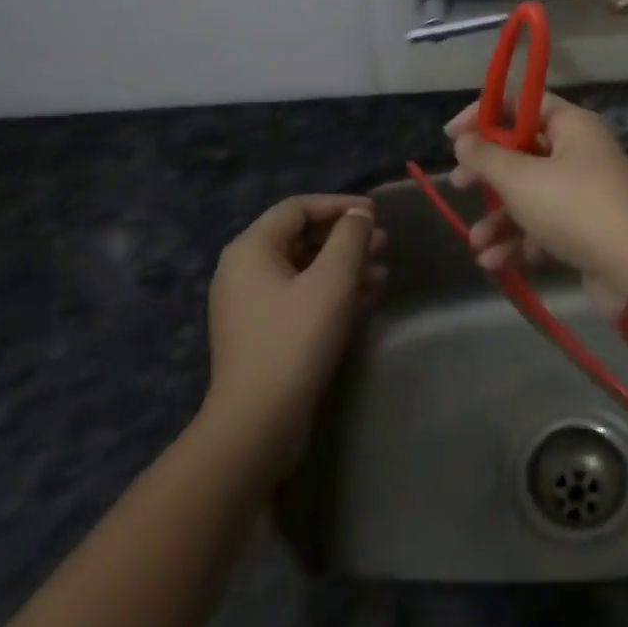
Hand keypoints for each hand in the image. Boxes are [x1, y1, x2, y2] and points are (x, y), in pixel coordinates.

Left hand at [204, 195, 386, 461]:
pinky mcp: (263, 332)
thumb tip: (359, 214)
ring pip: (304, 269)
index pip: (298, 207)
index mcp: (251, 249)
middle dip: (346, 238)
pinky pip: (301, 296)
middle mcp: (244, 270)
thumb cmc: (296, 339)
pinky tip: (365, 299)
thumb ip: (349, 237)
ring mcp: (251, 304)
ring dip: (344, 266)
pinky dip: (332, 291)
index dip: (339, 204)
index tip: (375, 213)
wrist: (258, 421)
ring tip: (381, 274)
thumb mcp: (333, 280)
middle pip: (301, 237)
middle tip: (383, 245)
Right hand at [447, 93, 627, 317]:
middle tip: (458, 185)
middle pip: (523, 151)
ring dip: (499, 217)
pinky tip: (494, 263)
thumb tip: (464, 140)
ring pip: (531, 194)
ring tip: (475, 243)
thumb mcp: (521, 179)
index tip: (451, 135)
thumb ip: (486, 157)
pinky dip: (520, 240)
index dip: (485, 114)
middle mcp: (581, 152)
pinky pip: (544, 225)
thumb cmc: (574, 208)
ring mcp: (586, 191)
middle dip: (488, 173)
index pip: (524, 103)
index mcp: (573, 125)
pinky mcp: (586, 228)